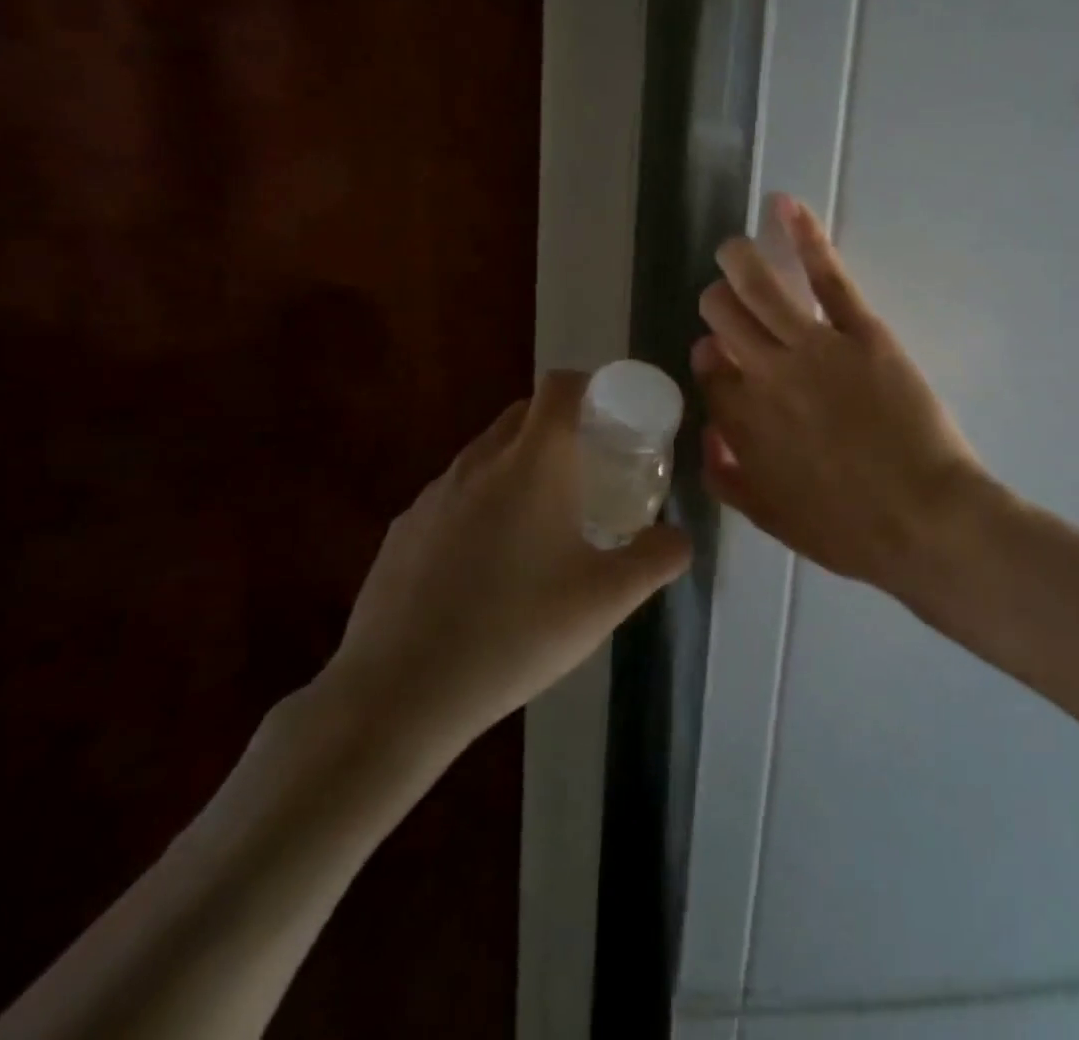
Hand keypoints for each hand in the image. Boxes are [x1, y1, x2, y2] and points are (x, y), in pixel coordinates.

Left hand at [324, 371, 687, 762]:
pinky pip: (454, 494)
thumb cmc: (516, 631)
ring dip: (519, 465)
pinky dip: (481, 503)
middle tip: (590, 469)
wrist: (398, 692)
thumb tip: (680, 538)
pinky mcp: (404, 529)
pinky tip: (488, 564)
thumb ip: (657, 559)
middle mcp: (480, 462)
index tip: (614, 417)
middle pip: (523, 413)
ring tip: (543, 520)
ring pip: (486, 454)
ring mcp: (434, 494)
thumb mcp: (608, 600)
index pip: (561, 386)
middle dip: (560, 426)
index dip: (591, 386)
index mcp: (533, 462)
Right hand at [694, 195, 987, 597]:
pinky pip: (826, 276)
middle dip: (719, 305)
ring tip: (734, 248)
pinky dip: (803, 237)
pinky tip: (785, 206)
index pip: (708, 370)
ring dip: (739, 261)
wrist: (925, 522)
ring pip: (759, 289)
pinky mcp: (859, 333)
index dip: (711, 355)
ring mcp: (811, 349)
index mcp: (742, 424)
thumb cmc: (851, 530)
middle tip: (731, 302)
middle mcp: (765, 377)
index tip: (721, 353)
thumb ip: (728, 478)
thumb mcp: (773, 519)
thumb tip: (708, 433)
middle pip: (722, 319)